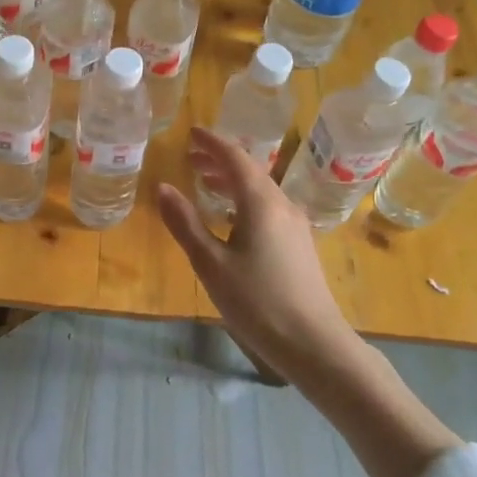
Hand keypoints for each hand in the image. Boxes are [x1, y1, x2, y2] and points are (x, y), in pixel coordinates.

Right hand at [157, 127, 355, 380]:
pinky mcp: (300, 244)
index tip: (191, 132)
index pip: (234, 157)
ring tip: (204, 183)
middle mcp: (281, 204)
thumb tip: (162, 187)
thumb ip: (185, 223)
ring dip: (232, 181)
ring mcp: (295, 225)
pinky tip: (232, 218)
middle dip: (219, 160)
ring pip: (260, 189)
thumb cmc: (257, 302)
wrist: (314, 344)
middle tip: (190, 158)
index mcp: (260, 202)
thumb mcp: (211, 264)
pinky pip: (268, 207)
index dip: (211, 143)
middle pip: (249, 170)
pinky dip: (244, 199)